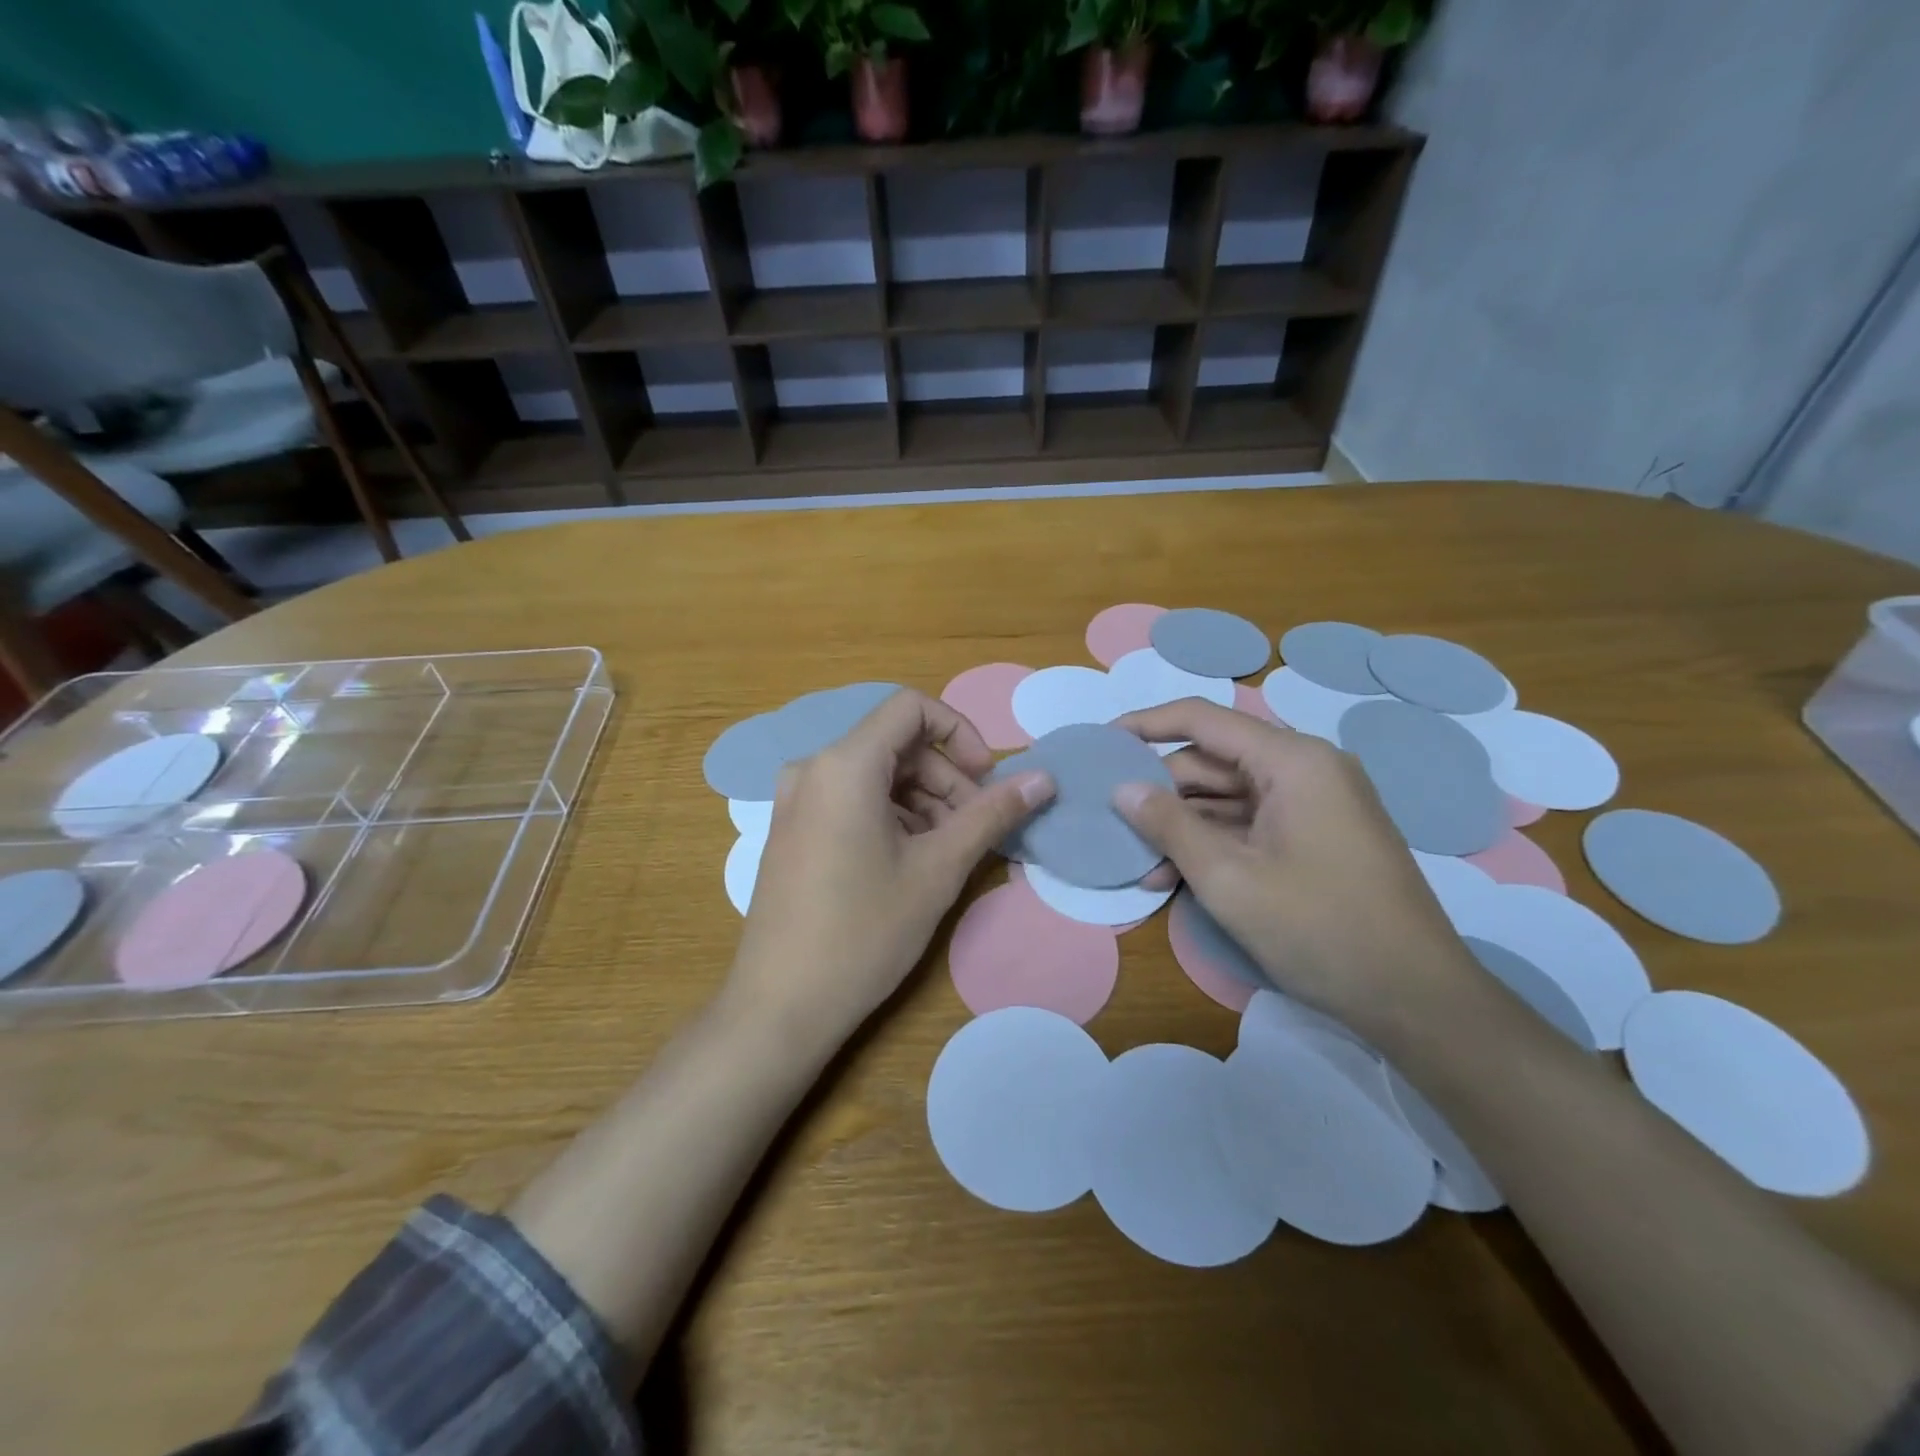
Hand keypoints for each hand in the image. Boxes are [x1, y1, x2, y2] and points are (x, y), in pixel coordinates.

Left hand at [728, 689, 1054, 1048]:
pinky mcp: (793, 830)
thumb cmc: (864, 932)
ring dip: (923, 801)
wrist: (781, 1006)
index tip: (986, 779)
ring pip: (876, 775)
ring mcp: (796, 801)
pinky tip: (911, 862)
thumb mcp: (938, 870)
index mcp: (844, 764)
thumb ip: (991, 814)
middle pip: (896, 744)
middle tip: (975, 828)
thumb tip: (1043, 778)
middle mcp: (812, 769)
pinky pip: (851, 800)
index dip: (960, 732)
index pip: (911, 708)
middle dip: (946, 777)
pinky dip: (891, 816)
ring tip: (948, 852)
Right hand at [1112, 699, 1479, 1041]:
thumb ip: (1169, 825)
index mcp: (1293, 760)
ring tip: (1138, 861)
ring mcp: (1315, 804)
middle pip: (1214, 761)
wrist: (1417, 998)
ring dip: (1182, 825)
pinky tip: (1174, 876)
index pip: (1203, 719)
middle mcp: (1306, 769)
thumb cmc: (1319, 928)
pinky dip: (1213, 843)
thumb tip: (1122, 788)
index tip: (1101, 743)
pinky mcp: (1317, 836)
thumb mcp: (1228, 878)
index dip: (1146, 725)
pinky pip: (1251, 824)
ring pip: (1229, 797)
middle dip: (1161, 790)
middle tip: (1112, 818)